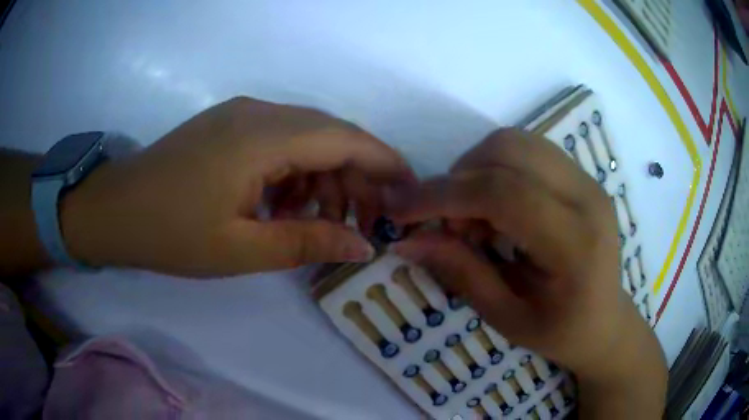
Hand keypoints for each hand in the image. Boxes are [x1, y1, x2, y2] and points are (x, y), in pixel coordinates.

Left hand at [60, 97, 413, 276]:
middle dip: (357, 175)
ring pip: (306, 136)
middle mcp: (258, 113)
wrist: (115, 210)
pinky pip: (280, 140)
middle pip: (330, 134)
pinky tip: (283, 203)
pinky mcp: (229, 125)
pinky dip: (295, 170)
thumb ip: (306, 242)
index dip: (384, 161)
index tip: (408, 189)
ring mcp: (242, 115)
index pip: (344, 138)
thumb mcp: (240, 249)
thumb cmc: (170, 234)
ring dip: (324, 175)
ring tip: (320, 219)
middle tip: (365, 220)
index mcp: (262, 138)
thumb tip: (363, 245)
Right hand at [387, 129, 665, 414]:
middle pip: (507, 150)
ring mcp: (587, 180)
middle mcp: (587, 197)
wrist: (605, 321)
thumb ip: (460, 272)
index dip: (443, 194)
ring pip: (515, 142)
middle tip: (450, 226)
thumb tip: (406, 239)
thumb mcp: (505, 316)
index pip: (503, 193)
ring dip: (476, 169)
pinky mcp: (582, 176)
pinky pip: (527, 150)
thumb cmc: (559, 331)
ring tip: (474, 217)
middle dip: (458, 179)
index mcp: (575, 243)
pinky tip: (497, 206)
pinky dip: (496, 167)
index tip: (399, 210)